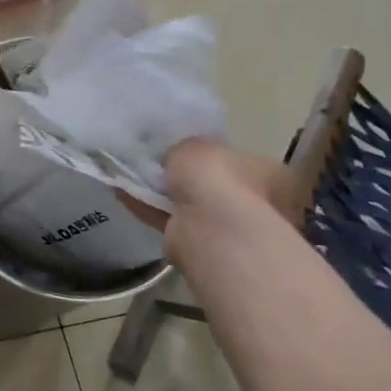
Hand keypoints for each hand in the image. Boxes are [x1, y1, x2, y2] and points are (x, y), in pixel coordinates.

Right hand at [118, 139, 302, 258]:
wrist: (210, 228)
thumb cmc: (215, 177)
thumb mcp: (194, 146)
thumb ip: (185, 148)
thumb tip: (178, 156)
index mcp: (268, 172)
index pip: (237, 158)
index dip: (209, 154)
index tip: (183, 150)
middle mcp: (257, 202)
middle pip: (213, 185)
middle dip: (185, 178)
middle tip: (154, 164)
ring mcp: (229, 227)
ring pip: (189, 204)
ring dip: (162, 193)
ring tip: (128, 176)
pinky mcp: (200, 245)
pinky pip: (170, 219)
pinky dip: (147, 207)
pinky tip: (122, 193)